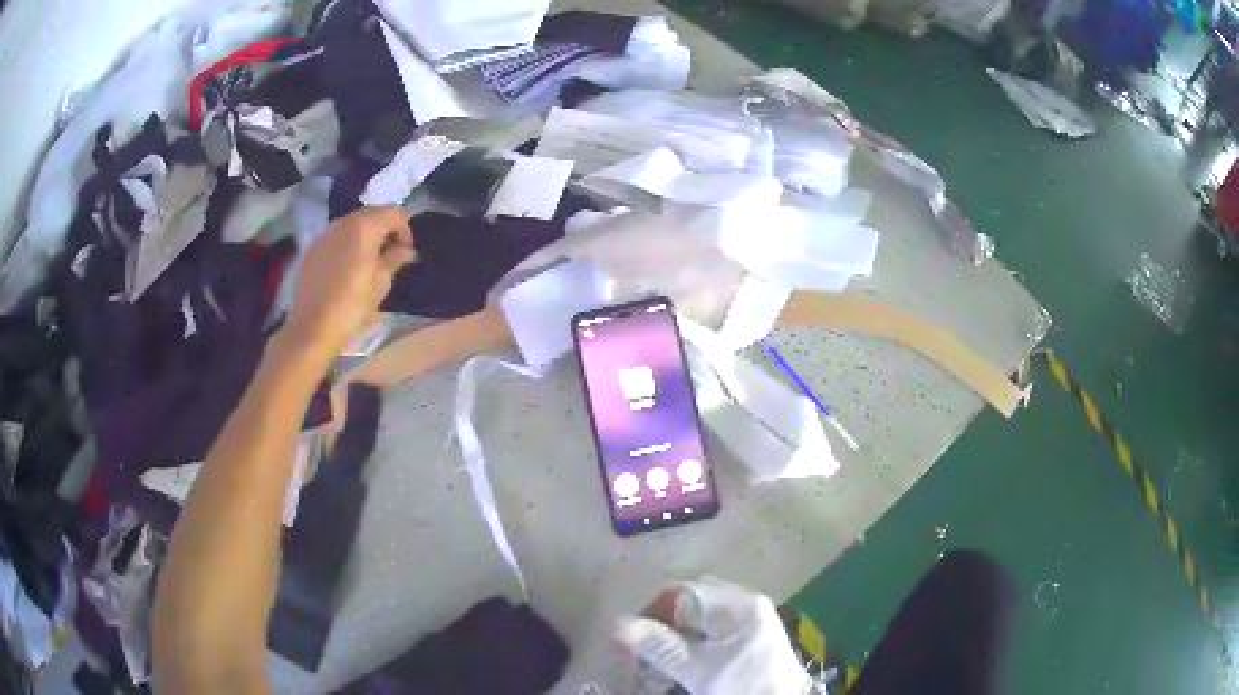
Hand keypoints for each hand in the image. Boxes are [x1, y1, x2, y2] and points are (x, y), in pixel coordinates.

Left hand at [284, 207, 415, 357]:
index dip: (405, 230)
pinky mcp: (312, 249)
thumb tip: (406, 251)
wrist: (313, 327)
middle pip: (372, 214)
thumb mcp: (381, 283)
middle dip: (384, 229)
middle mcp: (343, 222)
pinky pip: (336, 238)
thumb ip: (395, 259)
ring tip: (369, 262)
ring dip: (365, 236)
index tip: (406, 253)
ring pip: (352, 225)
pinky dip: (347, 245)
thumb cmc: (353, 305)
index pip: (394, 213)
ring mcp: (325, 234)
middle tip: (390, 255)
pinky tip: (347, 269)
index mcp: (364, 226)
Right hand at [613, 578, 819, 693]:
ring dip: (672, 639)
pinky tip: (676, 665)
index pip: (685, 592)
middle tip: (638, 650)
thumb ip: (661, 645)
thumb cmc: (744, 685)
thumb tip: (618, 623)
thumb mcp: (700, 669)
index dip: (653, 612)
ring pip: (698, 621)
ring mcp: (748, 624)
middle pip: (690, 605)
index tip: (629, 637)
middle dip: (661, 626)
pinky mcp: (747, 643)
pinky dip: (688, 648)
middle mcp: (745, 606)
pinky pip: (709, 635)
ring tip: (653, 661)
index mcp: (739, 604)